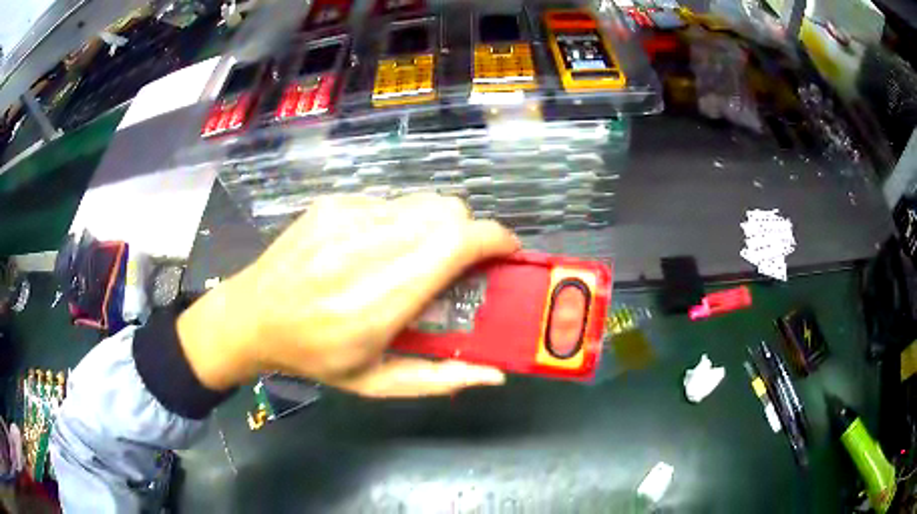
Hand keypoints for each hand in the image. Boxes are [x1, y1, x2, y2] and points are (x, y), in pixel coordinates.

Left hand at [177, 194, 518, 396]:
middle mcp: (366, 249)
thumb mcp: (376, 383)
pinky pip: (390, 202)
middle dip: (468, 233)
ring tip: (417, 256)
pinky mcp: (332, 204)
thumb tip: (495, 374)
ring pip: (422, 201)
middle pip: (448, 211)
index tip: (506, 253)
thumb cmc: (314, 357)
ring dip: (436, 226)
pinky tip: (376, 248)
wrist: (251, 316)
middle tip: (460, 264)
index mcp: (380, 300)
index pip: (457, 244)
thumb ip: (440, 379)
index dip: (494, 239)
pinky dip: (401, 222)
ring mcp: (345, 218)